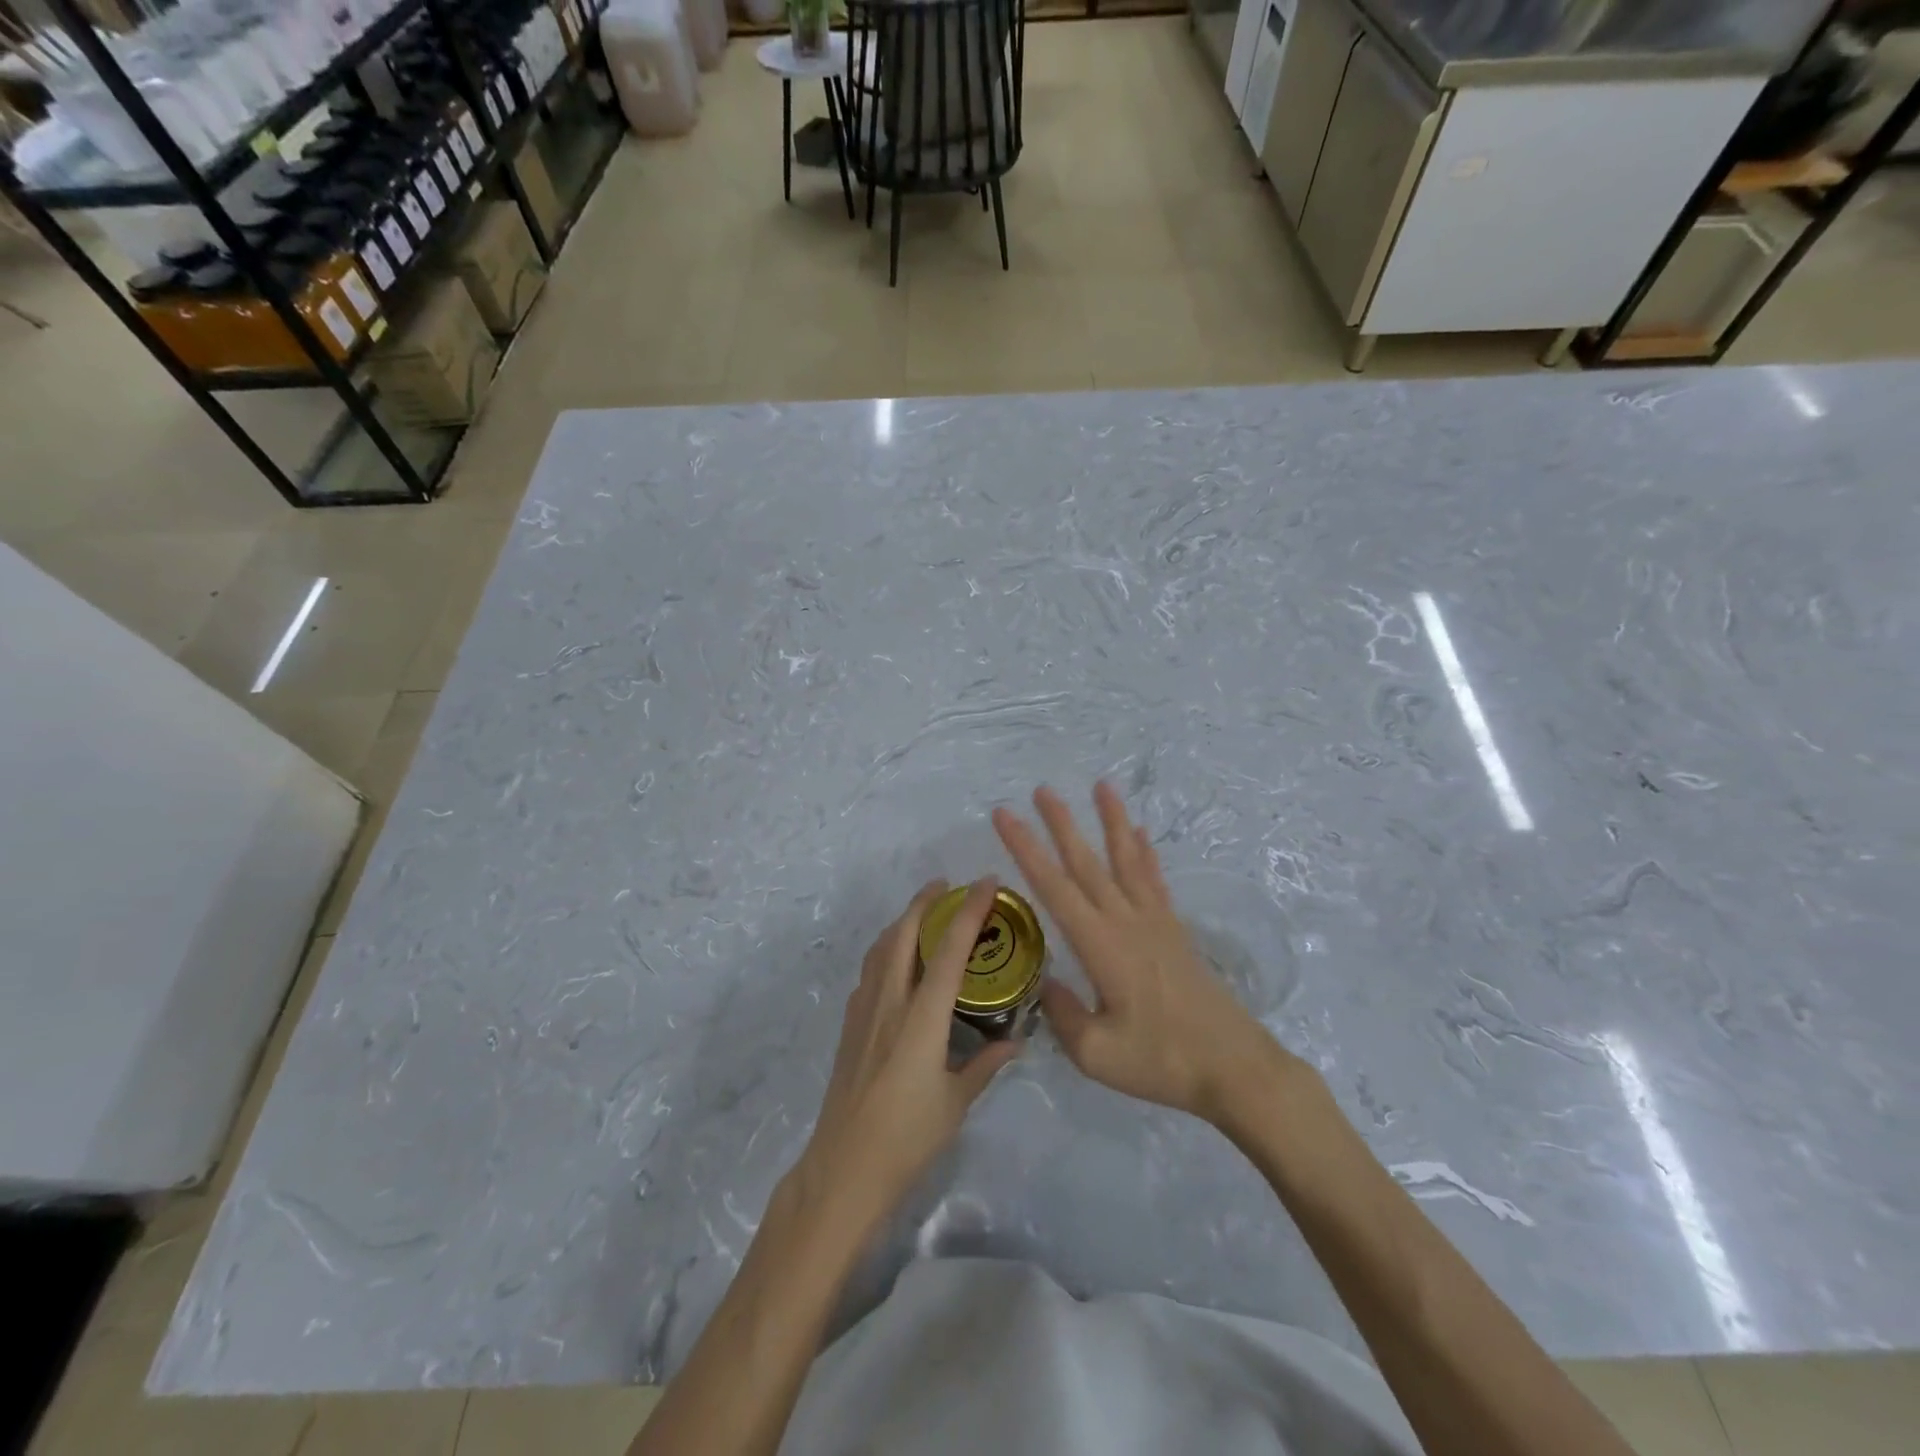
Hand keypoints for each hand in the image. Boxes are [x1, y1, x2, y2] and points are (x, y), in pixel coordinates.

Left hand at [794, 879, 1020, 1238]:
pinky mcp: (849, 1025)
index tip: (986, 883)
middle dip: (924, 902)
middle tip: (946, 886)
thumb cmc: (907, 1137)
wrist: (843, 1168)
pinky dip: (885, 949)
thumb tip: (1014, 1042)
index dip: (969, 912)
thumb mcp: (955, 1102)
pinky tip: (895, 961)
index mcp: (922, 1017)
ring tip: (922, 913)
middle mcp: (890, 1002)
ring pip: (881, 948)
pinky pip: (869, 970)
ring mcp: (864, 1011)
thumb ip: (984, 1065)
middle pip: (903, 934)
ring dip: (902, 921)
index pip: (949, 950)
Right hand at [992, 783, 1292, 1124]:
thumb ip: (1063, 1015)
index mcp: (1101, 945)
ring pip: (1126, 859)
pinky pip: (1154, 880)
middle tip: (1041, 790)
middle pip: (1088, 863)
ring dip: (1111, 821)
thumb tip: (1045, 983)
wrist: (1235, 1068)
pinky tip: (1140, 834)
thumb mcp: (1098, 1054)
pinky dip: (1145, 853)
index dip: (1026, 849)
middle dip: (1062, 824)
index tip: (1005, 817)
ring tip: (1102, 786)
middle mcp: (1126, 921)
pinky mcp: (1174, 931)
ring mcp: (1155, 922)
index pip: (1054, 887)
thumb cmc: (1163, 1062)